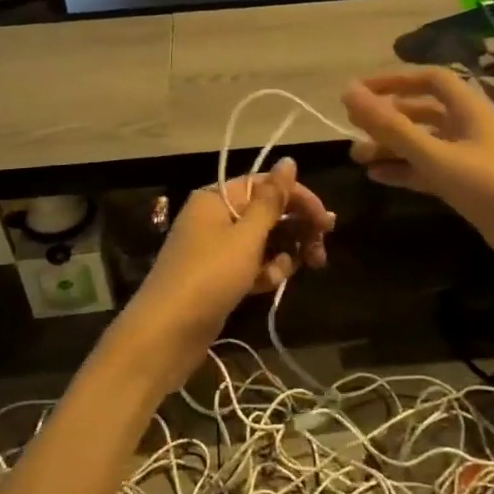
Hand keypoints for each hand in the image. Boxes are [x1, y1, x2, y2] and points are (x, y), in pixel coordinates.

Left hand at [114, 158, 331, 385]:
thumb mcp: (246, 236)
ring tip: (288, 272)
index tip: (326, 221)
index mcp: (217, 199)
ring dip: (282, 254)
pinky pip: (251, 265)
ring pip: (263, 242)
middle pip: (266, 213)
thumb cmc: (209, 276)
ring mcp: (216, 249)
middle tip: (320, 251)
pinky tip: (270, 285)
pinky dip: (264, 272)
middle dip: (295, 229)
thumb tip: (288, 161)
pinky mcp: (219, 277)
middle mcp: (215, 218)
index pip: (265, 186)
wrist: (167, 333)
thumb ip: (272, 200)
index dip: (298, 198)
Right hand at [341, 69, 493, 295]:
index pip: (429, 80)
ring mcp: (473, 159)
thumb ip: (391, 126)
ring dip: (393, 148)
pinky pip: (432, 171)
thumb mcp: (436, 156)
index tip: (358, 93)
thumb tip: (348, 92)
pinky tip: (380, 178)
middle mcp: (472, 128)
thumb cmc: (492, 188)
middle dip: (388, 119)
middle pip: (424, 113)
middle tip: (351, 131)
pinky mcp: (473, 188)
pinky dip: (407, 171)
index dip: (393, 81)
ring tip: (358, 158)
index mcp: (471, 108)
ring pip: (426, 144)